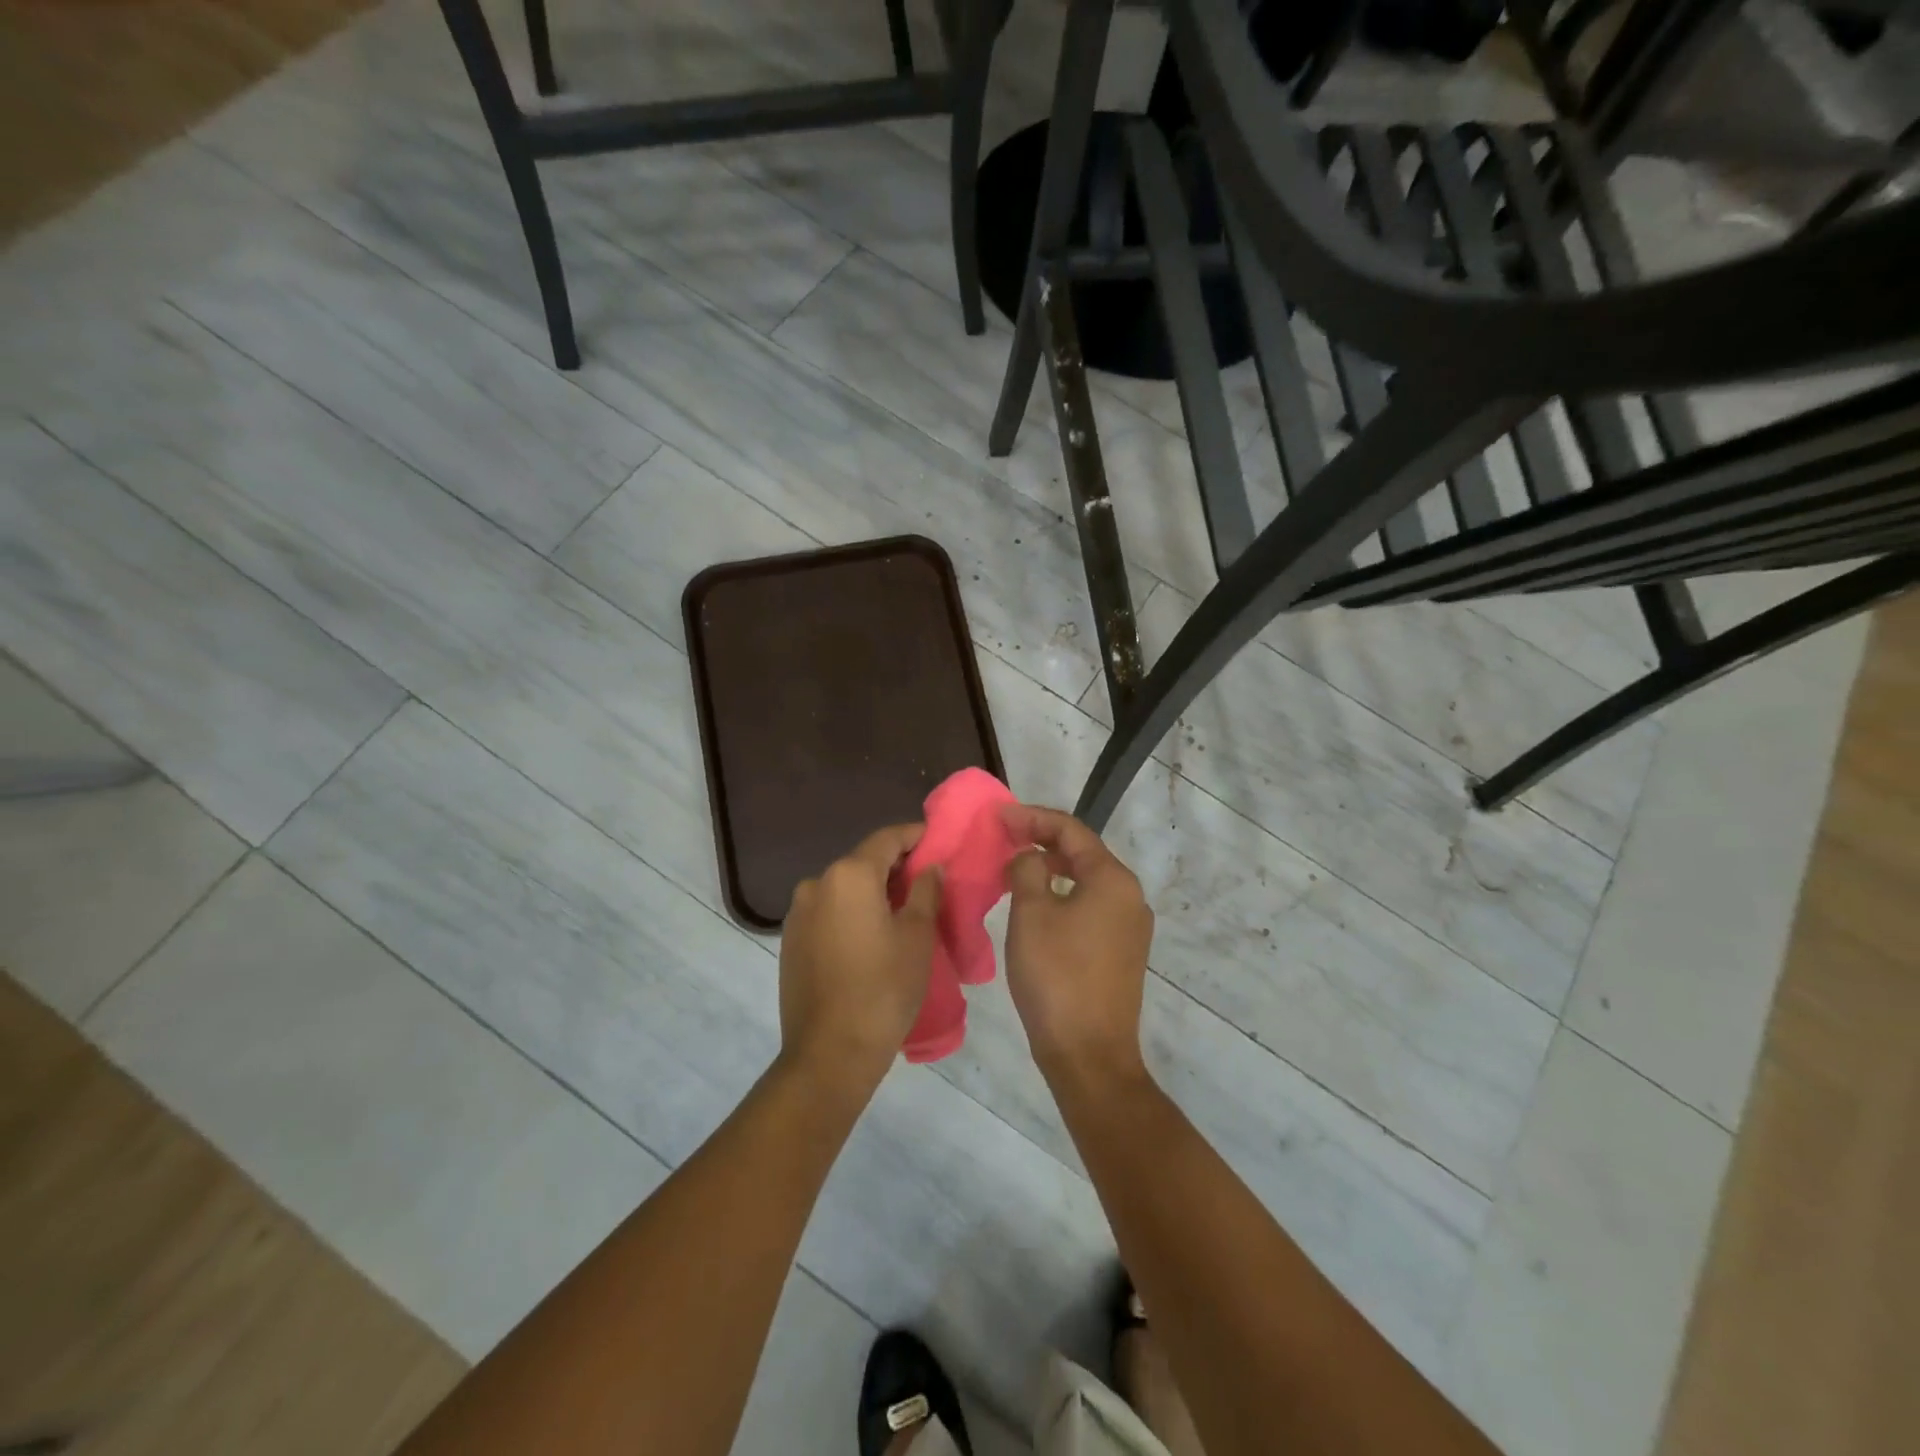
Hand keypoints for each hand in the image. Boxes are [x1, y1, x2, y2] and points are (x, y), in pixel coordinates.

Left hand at [779, 824, 941, 1090]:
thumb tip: (928, 867)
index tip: (939, 841)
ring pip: (845, 888)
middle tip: (928, 882)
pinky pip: (829, 911)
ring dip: (873, 892)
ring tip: (902, 912)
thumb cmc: (883, 989)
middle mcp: (817, 883)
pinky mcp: (791, 940)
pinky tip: (872, 936)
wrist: (829, 1053)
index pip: (887, 839)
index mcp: (849, 875)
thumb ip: (925, 891)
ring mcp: (798, 913)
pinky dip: (852, 912)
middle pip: (863, 862)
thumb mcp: (917, 936)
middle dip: (896, 867)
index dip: (916, 836)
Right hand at [1001, 804, 1153, 1086]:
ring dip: (1051, 869)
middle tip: (1004, 839)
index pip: (1071, 830)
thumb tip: (1029, 857)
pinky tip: (1037, 905)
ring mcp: (1130, 926)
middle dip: (1042, 840)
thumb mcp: (1031, 913)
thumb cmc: (1056, 975)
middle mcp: (1130, 896)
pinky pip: (1090, 906)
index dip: (1032, 817)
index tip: (999, 816)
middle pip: (1083, 852)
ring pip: (1086, 881)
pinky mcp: (1122, 951)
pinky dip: (1063, 895)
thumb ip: (1027, 869)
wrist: (1088, 1053)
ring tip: (1015, 868)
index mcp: (1112, 879)